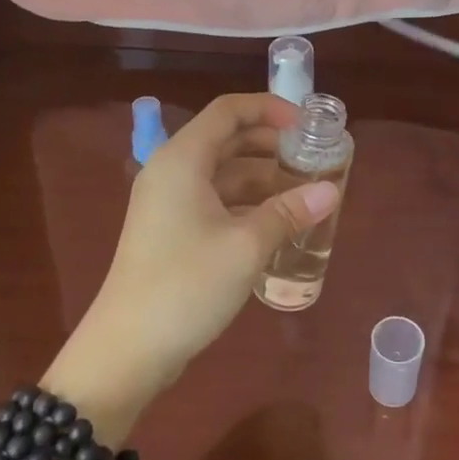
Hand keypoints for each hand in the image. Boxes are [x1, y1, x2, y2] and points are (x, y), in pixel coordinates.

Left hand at [60, 94, 339, 407]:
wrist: (127, 351)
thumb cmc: (186, 286)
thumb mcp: (246, 246)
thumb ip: (289, 212)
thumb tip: (331, 191)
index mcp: (183, 159)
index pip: (229, 110)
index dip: (270, 109)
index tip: (307, 126)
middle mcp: (172, 171)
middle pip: (227, 139)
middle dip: (272, 144)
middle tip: (313, 159)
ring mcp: (169, 202)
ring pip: (223, 172)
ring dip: (262, 177)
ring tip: (305, 191)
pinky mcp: (171, 230)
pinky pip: (215, 199)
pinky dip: (247, 202)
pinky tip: (278, 222)